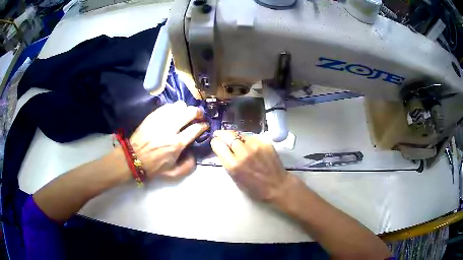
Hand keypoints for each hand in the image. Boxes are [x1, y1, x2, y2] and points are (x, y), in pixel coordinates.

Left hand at [130, 101, 208, 178]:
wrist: (133, 158)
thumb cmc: (153, 167)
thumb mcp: (173, 173)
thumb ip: (188, 166)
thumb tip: (194, 154)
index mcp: (176, 144)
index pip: (196, 129)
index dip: (203, 125)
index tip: (205, 125)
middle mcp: (170, 129)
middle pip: (189, 112)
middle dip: (197, 112)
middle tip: (198, 115)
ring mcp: (160, 120)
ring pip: (179, 106)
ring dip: (185, 109)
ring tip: (185, 114)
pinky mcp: (152, 116)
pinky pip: (167, 106)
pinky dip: (173, 108)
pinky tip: (173, 113)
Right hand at [210, 130, 288, 201]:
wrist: (277, 185)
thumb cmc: (255, 188)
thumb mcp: (235, 178)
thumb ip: (227, 162)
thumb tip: (223, 149)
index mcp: (233, 165)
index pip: (218, 144)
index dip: (215, 143)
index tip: (216, 143)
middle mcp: (243, 153)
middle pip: (227, 135)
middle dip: (222, 135)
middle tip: (220, 135)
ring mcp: (255, 146)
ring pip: (240, 134)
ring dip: (236, 137)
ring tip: (237, 142)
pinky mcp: (265, 142)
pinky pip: (252, 137)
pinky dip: (248, 140)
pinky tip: (250, 146)